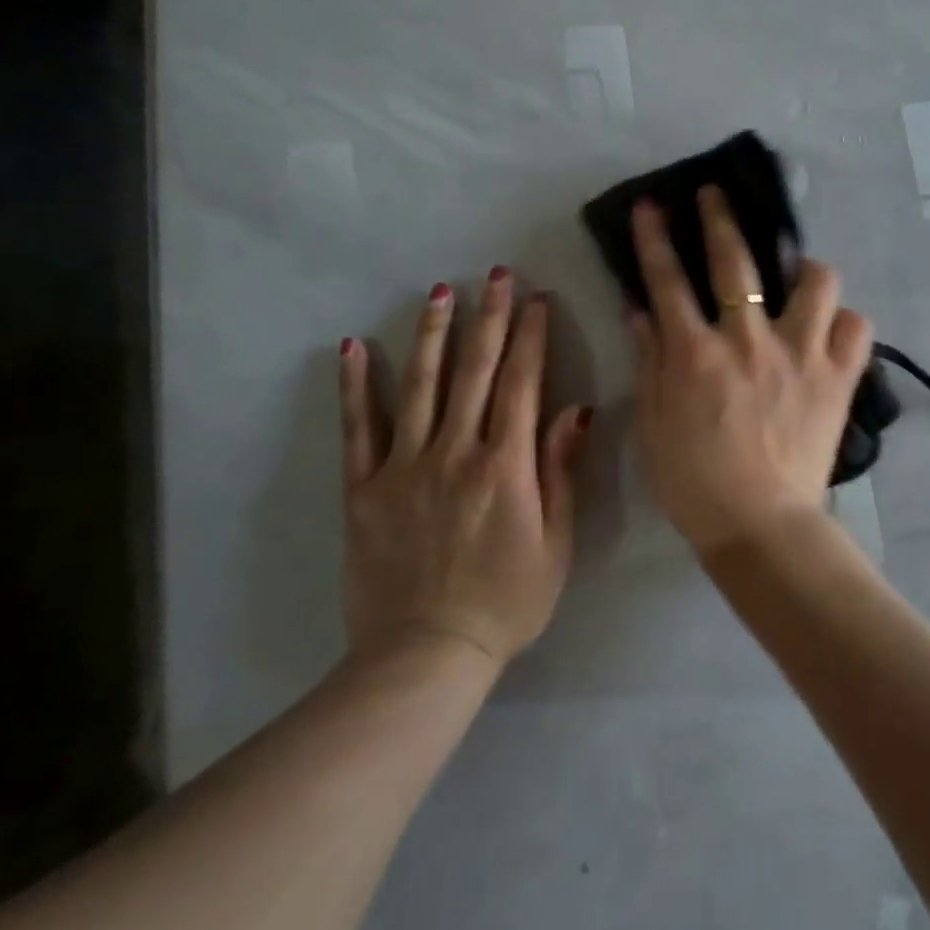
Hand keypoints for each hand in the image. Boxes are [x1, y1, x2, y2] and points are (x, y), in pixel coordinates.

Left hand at [337, 269, 590, 671]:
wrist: (426, 655)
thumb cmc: (507, 602)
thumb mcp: (556, 544)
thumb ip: (560, 472)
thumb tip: (577, 410)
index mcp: (505, 466)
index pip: (522, 383)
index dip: (531, 336)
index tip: (537, 299)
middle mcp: (455, 452)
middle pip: (476, 371)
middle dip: (489, 317)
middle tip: (495, 275)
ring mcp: (404, 466)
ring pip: (421, 385)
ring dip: (433, 334)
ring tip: (440, 291)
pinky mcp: (364, 488)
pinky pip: (359, 428)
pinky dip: (355, 386)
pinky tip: (352, 348)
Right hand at [628, 188, 874, 559]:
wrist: (759, 526)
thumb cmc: (694, 482)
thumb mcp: (654, 423)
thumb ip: (649, 360)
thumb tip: (639, 310)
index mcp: (696, 353)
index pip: (668, 280)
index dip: (655, 237)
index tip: (652, 204)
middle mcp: (749, 341)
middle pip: (737, 261)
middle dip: (721, 217)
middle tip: (716, 194)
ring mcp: (800, 355)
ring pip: (816, 282)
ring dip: (804, 268)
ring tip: (798, 275)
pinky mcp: (838, 379)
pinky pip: (857, 329)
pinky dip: (845, 323)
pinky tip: (832, 330)